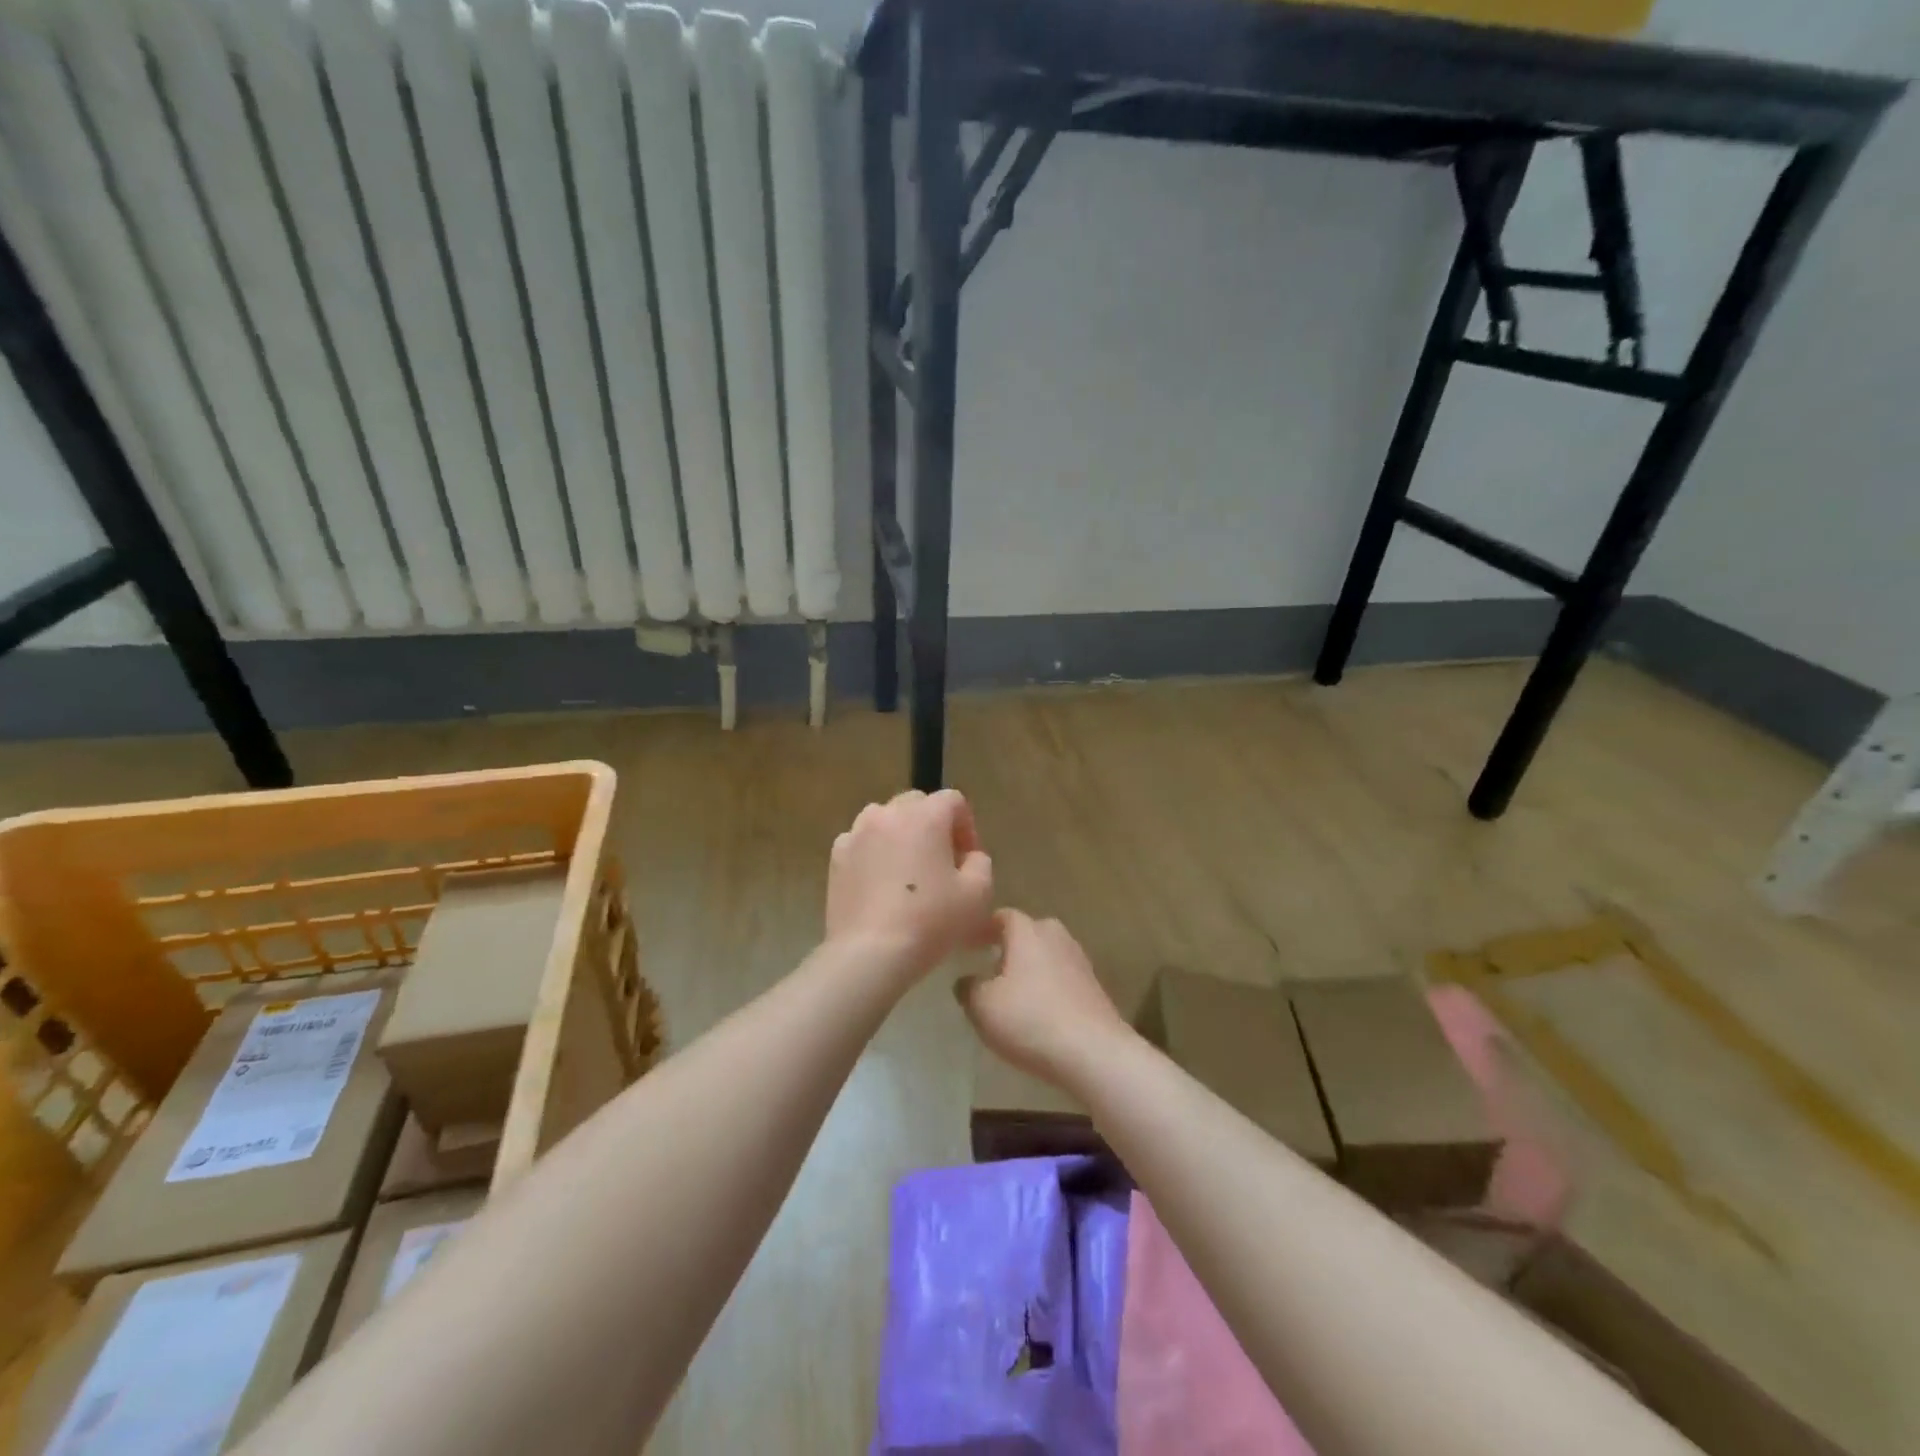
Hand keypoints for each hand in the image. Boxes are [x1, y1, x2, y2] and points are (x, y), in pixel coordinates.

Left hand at [826, 789, 993, 980]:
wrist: (870, 953)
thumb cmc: (930, 920)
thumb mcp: (978, 894)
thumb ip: (980, 862)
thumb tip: (968, 856)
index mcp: (925, 816)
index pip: (953, 800)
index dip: (966, 826)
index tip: (968, 859)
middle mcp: (887, 814)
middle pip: (917, 804)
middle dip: (933, 826)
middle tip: (941, 863)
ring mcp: (856, 833)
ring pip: (885, 820)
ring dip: (901, 835)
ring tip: (908, 872)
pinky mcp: (836, 857)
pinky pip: (862, 843)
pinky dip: (874, 853)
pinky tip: (881, 885)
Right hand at [956, 910, 1131, 1089]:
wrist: (1093, 1052)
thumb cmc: (1030, 1019)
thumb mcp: (982, 1006)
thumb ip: (968, 988)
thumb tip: (966, 980)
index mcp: (1027, 931)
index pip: (1001, 916)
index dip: (982, 929)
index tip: (967, 945)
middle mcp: (1056, 936)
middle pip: (1027, 934)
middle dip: (1008, 947)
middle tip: (988, 968)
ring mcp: (1079, 960)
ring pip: (1046, 956)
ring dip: (1029, 969)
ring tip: (1012, 993)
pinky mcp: (1094, 987)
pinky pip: (1062, 978)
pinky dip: (1047, 988)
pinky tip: (1037, 1011)